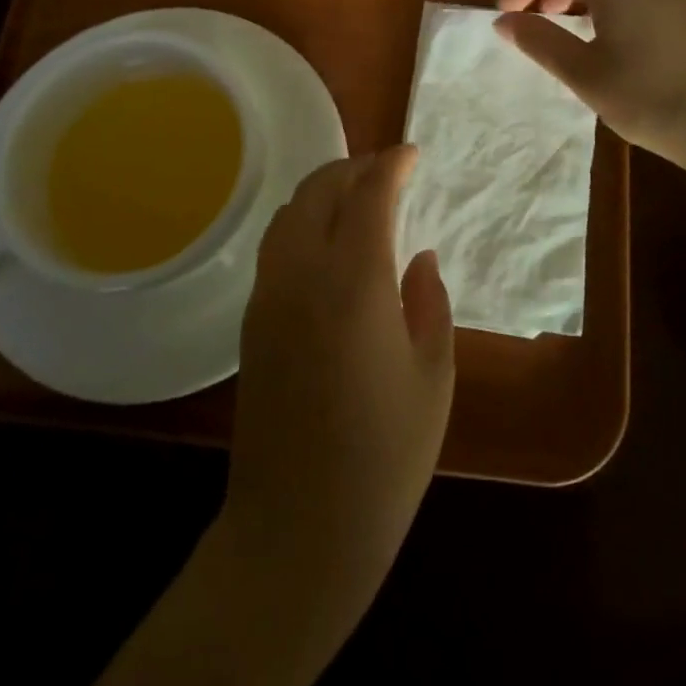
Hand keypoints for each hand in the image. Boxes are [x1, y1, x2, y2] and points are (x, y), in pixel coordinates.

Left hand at [224, 147, 454, 611]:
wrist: (297, 531)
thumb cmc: (384, 459)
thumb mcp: (433, 377)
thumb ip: (429, 303)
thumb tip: (418, 257)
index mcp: (355, 284)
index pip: (369, 196)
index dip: (392, 166)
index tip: (413, 155)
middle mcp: (303, 275)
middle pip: (319, 191)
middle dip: (354, 168)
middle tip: (387, 170)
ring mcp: (269, 296)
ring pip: (289, 213)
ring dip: (323, 190)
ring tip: (356, 196)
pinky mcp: (251, 321)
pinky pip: (276, 245)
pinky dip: (302, 221)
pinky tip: (326, 241)